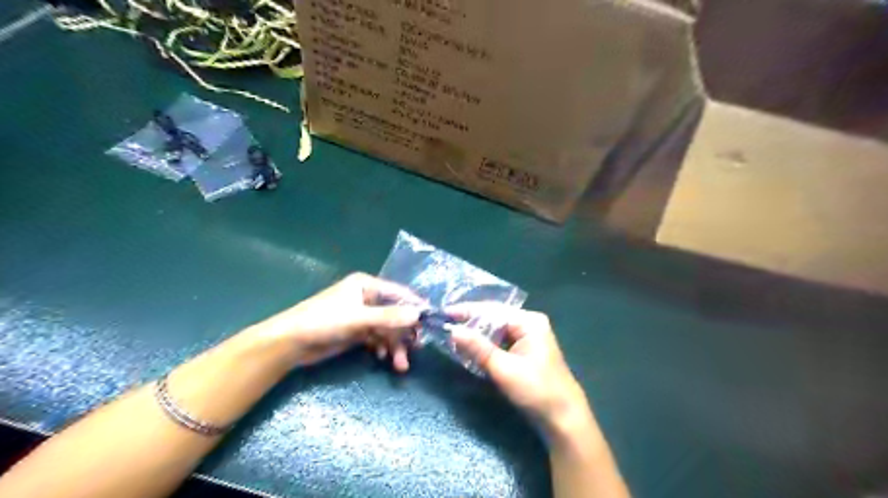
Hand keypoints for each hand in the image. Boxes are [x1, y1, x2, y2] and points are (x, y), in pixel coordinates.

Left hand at [254, 273, 424, 372]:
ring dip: (395, 345)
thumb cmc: (323, 321)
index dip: (415, 307)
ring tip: (399, 365)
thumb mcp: (358, 318)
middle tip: (415, 349)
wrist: (290, 344)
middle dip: (404, 333)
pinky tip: (383, 358)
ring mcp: (362, 316)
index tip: (430, 322)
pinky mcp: (356, 332)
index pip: (398, 293)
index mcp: (367, 286)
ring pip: (387, 329)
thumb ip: (389, 317)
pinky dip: (382, 348)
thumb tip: (419, 314)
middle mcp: (367, 298)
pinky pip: (377, 339)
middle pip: (395, 314)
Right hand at [452, 308, 588, 437]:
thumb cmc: (536, 391)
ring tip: (452, 335)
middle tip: (445, 324)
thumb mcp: (504, 369)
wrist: (563, 419)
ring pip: (495, 331)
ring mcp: (527, 338)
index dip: (467, 311)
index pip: (492, 310)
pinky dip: (485, 345)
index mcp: (529, 322)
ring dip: (476, 335)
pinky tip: (470, 348)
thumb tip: (452, 331)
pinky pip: (500, 342)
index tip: (444, 313)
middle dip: (470, 322)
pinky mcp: (524, 352)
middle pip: (493, 318)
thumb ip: (478, 348)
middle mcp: (529, 324)